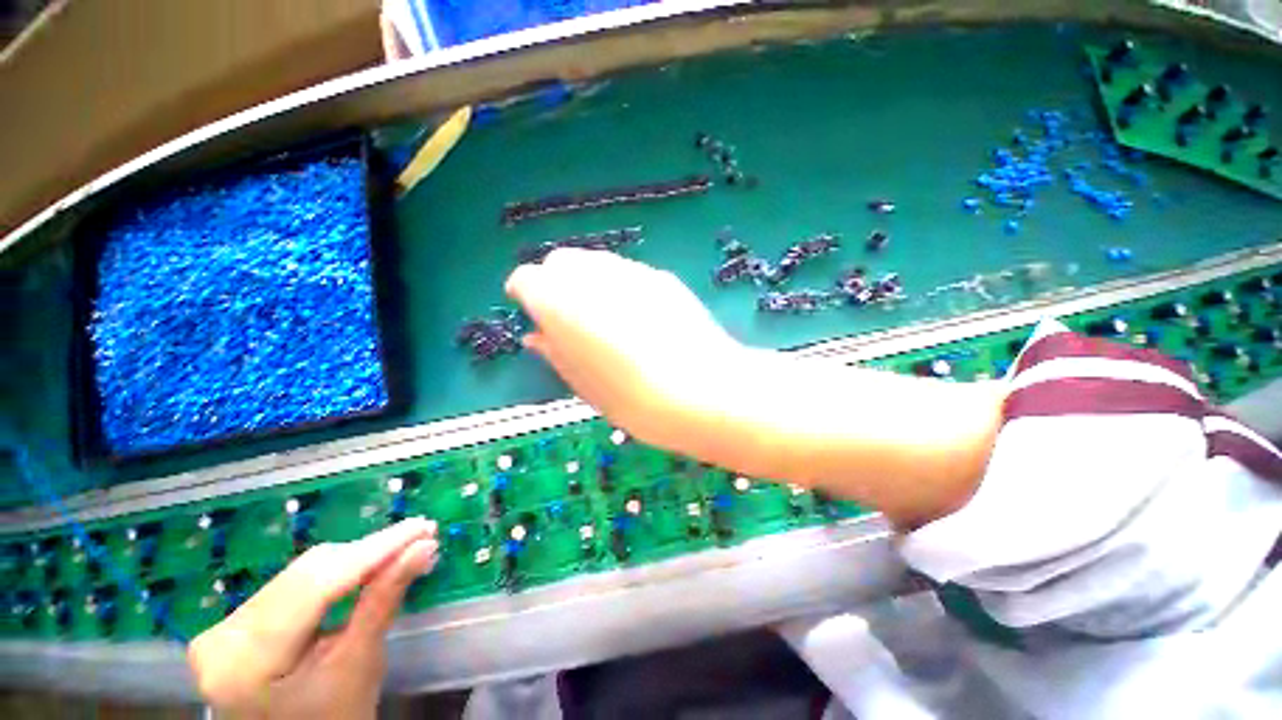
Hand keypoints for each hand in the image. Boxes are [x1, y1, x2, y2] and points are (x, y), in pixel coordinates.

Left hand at [187, 518, 437, 719]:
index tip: (423, 527)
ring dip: (357, 558)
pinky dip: (336, 572)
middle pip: (307, 573)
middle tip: (422, 536)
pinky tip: (367, 565)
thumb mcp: (359, 665)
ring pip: (302, 572)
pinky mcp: (233, 622)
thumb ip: (383, 601)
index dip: (375, 550)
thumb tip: (424, 547)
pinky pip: (293, 582)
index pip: (317, 585)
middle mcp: (222, 635)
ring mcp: (222, 627)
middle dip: (371, 552)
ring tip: (403, 548)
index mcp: (246, 661)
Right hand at [506, 249, 743, 446]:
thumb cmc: (634, 400)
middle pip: (561, 262)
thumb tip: (536, 336)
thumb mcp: (583, 385)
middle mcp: (592, 275)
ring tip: (606, 320)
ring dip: (588, 283)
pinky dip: (620, 287)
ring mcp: (631, 271)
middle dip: (556, 284)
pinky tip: (639, 318)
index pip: (526, 278)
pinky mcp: (662, 277)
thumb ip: (555, 353)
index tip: (535, 317)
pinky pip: (628, 272)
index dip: (526, 296)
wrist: (705, 390)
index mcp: (559, 301)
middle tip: (570, 320)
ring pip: (595, 262)